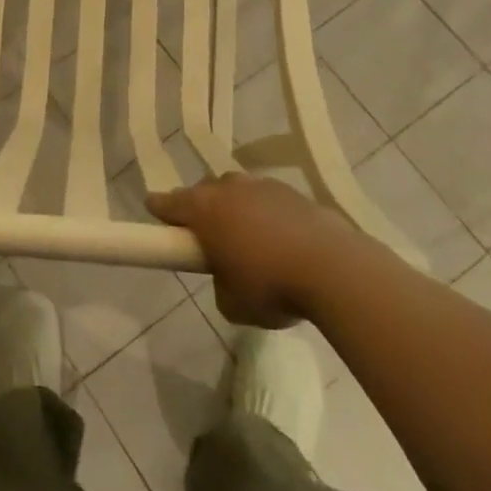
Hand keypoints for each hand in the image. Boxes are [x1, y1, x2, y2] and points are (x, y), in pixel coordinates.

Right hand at [147, 174, 353, 327]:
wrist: (335, 269)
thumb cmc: (271, 286)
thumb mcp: (231, 303)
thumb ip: (219, 284)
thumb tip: (228, 276)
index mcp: (204, 209)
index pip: (168, 203)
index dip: (159, 210)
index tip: (155, 216)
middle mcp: (229, 189)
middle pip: (205, 191)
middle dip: (202, 210)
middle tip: (209, 237)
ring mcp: (264, 186)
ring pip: (239, 192)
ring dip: (238, 210)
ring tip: (250, 240)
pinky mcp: (296, 193)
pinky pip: (270, 201)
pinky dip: (269, 215)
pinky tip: (282, 241)